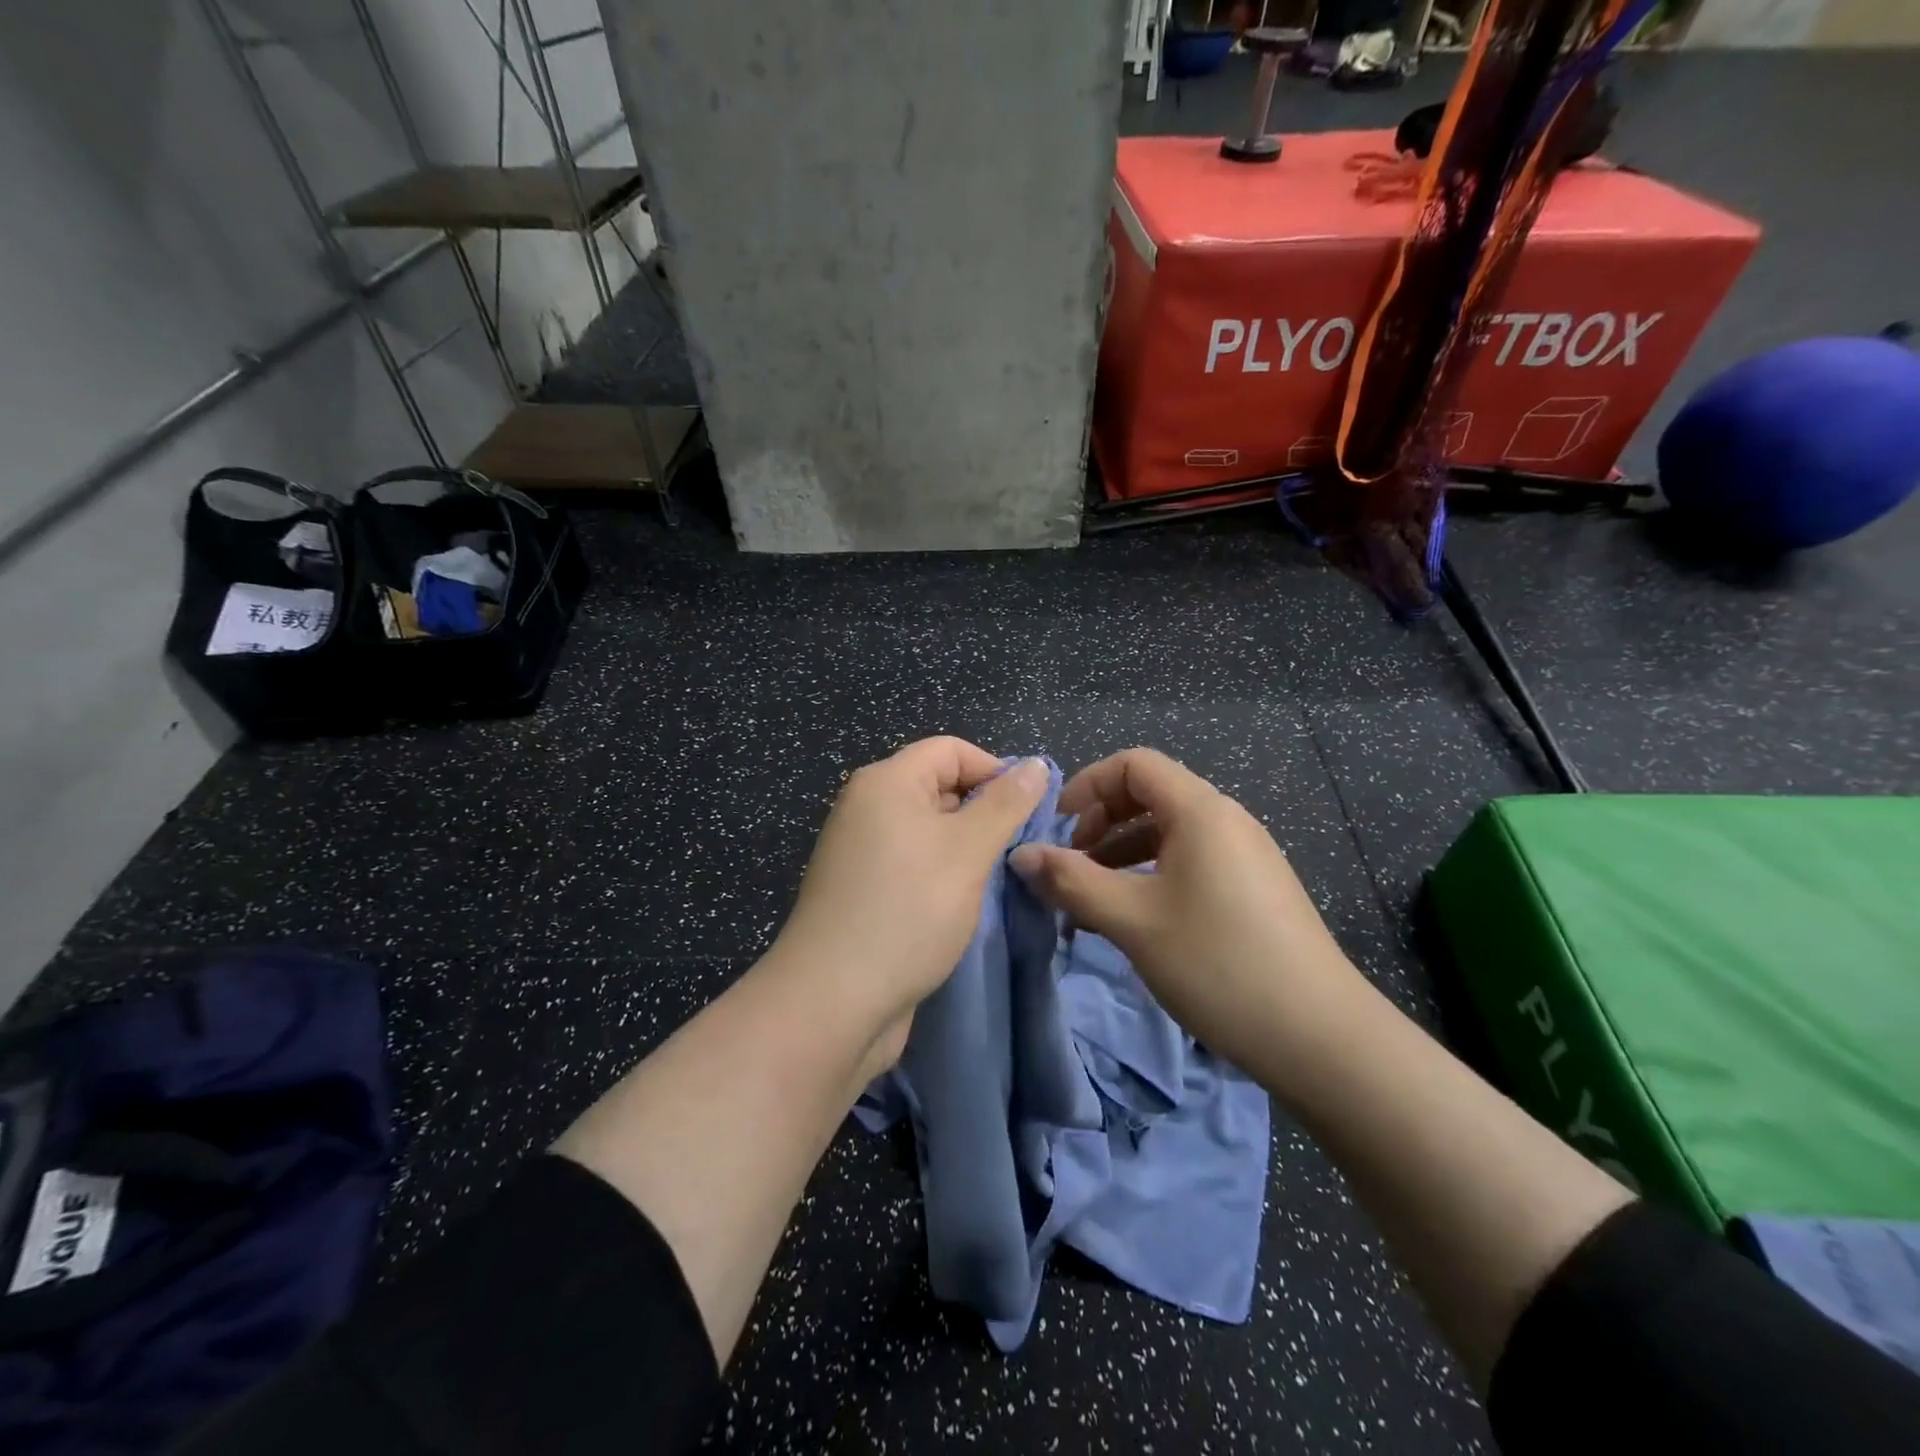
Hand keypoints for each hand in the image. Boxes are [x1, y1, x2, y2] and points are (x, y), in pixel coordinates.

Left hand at [769, 737, 1048, 1065]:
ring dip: (964, 847)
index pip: (951, 750)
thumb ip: (1006, 804)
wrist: (834, 999)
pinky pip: (910, 863)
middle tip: (1017, 850)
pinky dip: (939, 873)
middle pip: (938, 786)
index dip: (994, 771)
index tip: (1028, 813)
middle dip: (982, 811)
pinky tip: (959, 903)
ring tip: (993, 879)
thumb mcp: (968, 850)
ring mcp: (859, 850)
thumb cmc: (908, 910)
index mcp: (886, 781)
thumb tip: (1035, 765)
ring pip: (927, 829)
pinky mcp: (860, 889)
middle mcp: (866, 806)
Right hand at [1009, 748, 1356, 1071]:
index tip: (1057, 827)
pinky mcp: (1254, 891)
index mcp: (1201, 811)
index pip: (1134, 764)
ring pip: (1169, 834)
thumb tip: (1020, 855)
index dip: (1088, 785)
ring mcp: (1245, 857)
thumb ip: (1071, 881)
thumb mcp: (1132, 920)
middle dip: (1101, 822)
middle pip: (1151, 795)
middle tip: (1070, 866)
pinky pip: (1191, 863)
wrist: (1320, 1037)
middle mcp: (1227, 821)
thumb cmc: (1217, 964)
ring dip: (1122, 855)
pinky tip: (1134, 920)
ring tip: (1091, 900)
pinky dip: (1151, 877)